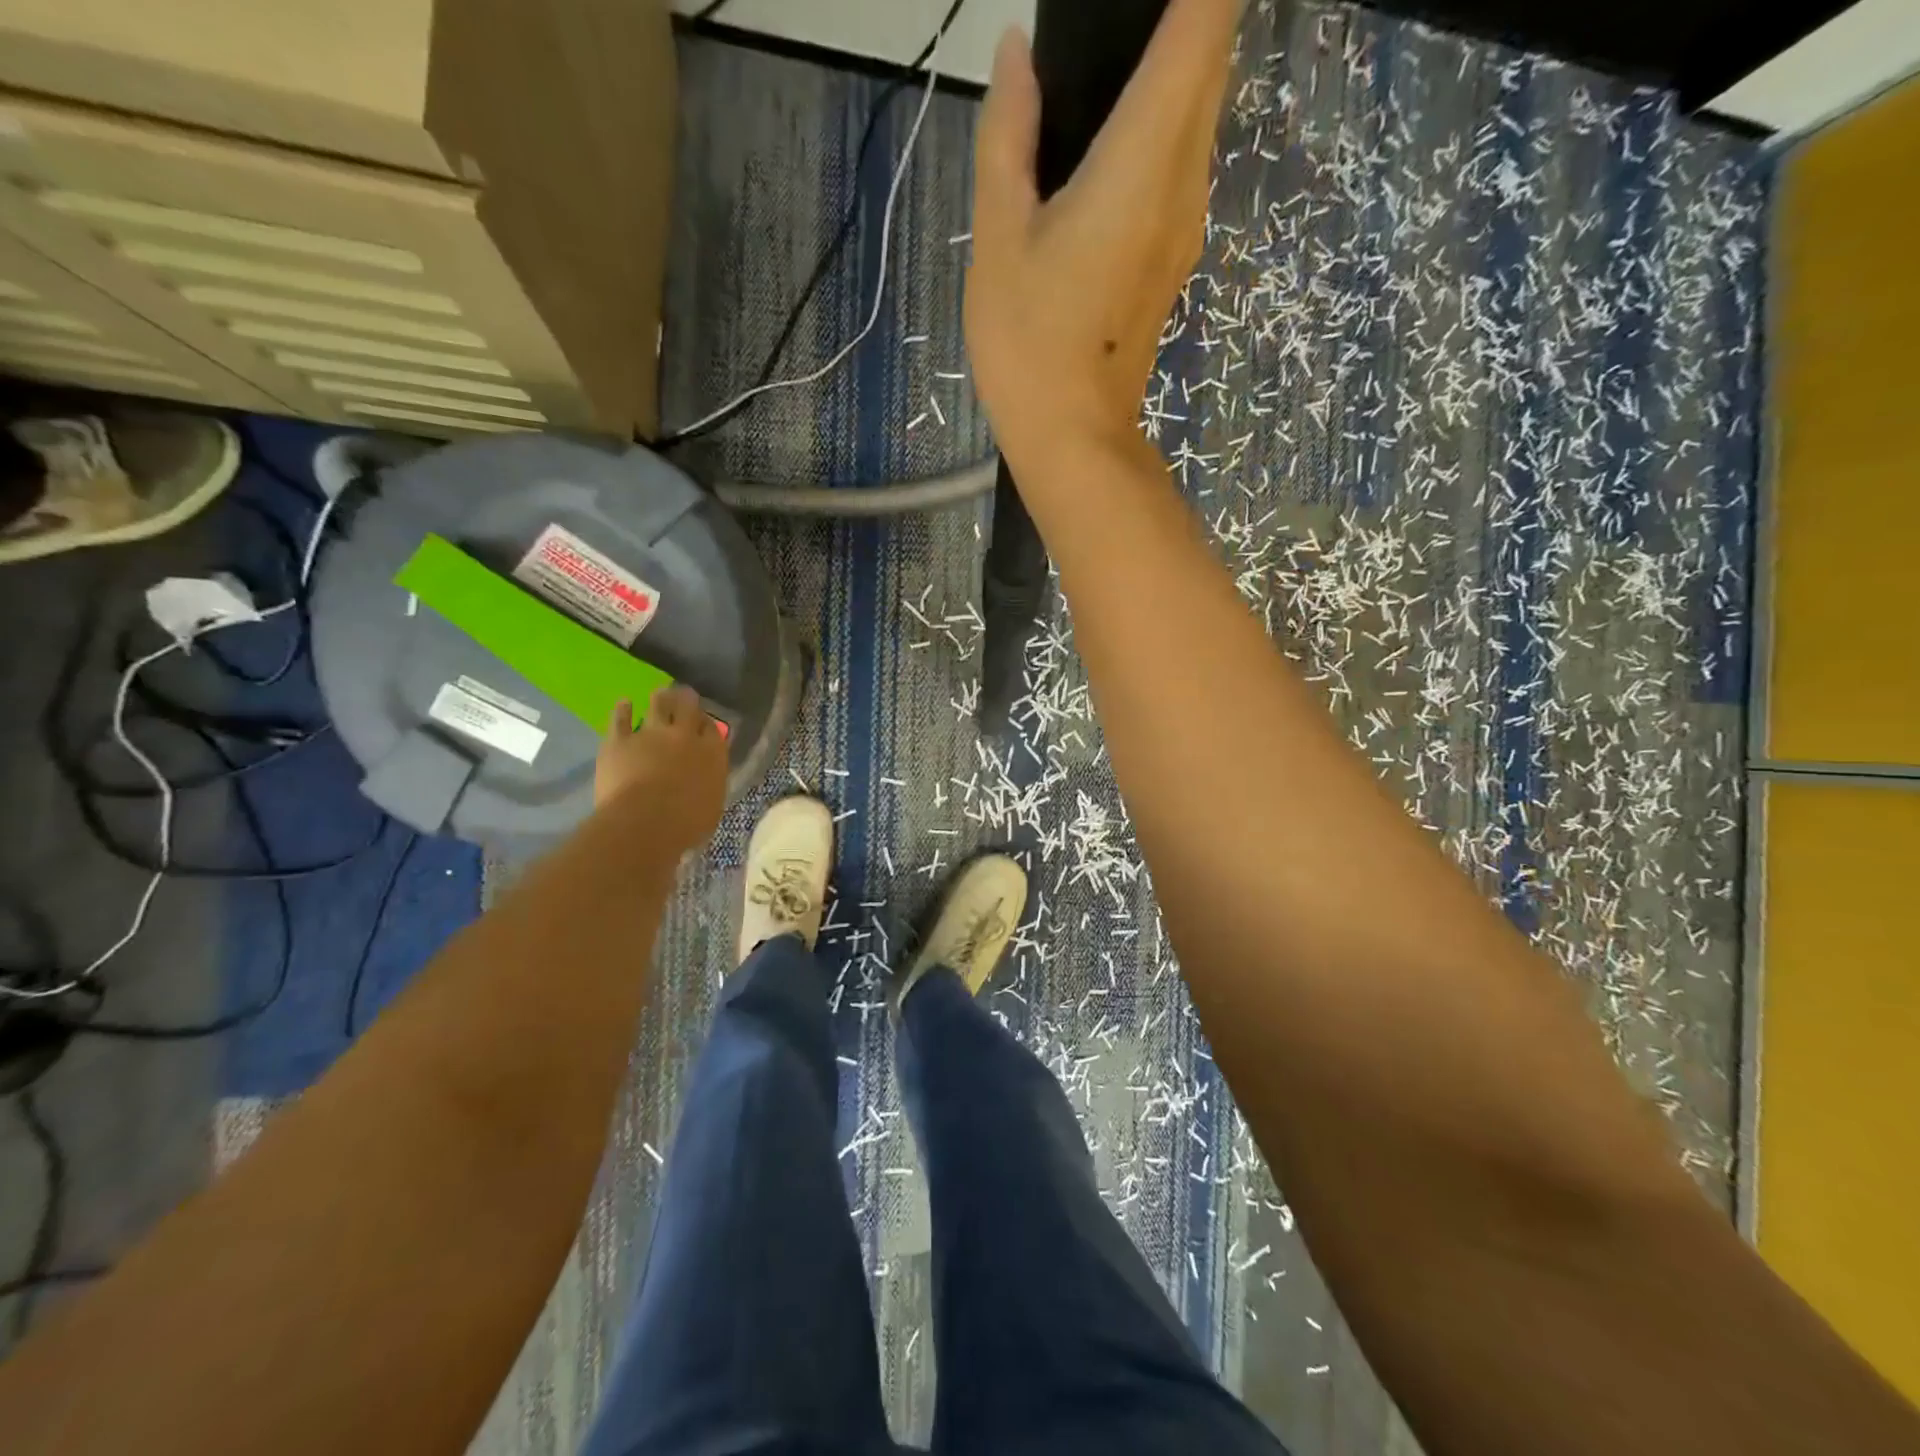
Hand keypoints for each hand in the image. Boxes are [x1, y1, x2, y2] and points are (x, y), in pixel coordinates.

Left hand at [595, 686, 727, 848]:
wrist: (644, 824)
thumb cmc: (686, 824)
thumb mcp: (712, 805)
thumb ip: (709, 782)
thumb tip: (705, 776)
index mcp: (712, 753)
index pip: (712, 728)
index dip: (707, 723)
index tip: (703, 724)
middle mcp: (684, 736)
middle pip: (688, 707)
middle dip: (687, 700)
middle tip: (684, 696)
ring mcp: (650, 734)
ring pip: (658, 705)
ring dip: (660, 698)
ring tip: (660, 694)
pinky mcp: (619, 740)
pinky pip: (620, 718)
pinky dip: (623, 709)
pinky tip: (624, 703)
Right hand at [964, 2, 1238, 476]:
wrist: (1074, 437)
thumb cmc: (1029, 343)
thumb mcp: (998, 238)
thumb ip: (1007, 136)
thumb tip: (1017, 55)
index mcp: (1144, 156)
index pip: (1203, 20)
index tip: (1129, 6)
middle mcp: (1185, 177)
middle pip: (1213, 55)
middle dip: (1184, 14)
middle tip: (1112, 23)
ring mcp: (1188, 221)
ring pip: (1203, 108)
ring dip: (1176, 64)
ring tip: (1109, 64)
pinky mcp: (1176, 255)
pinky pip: (1185, 160)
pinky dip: (1165, 121)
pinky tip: (1112, 136)